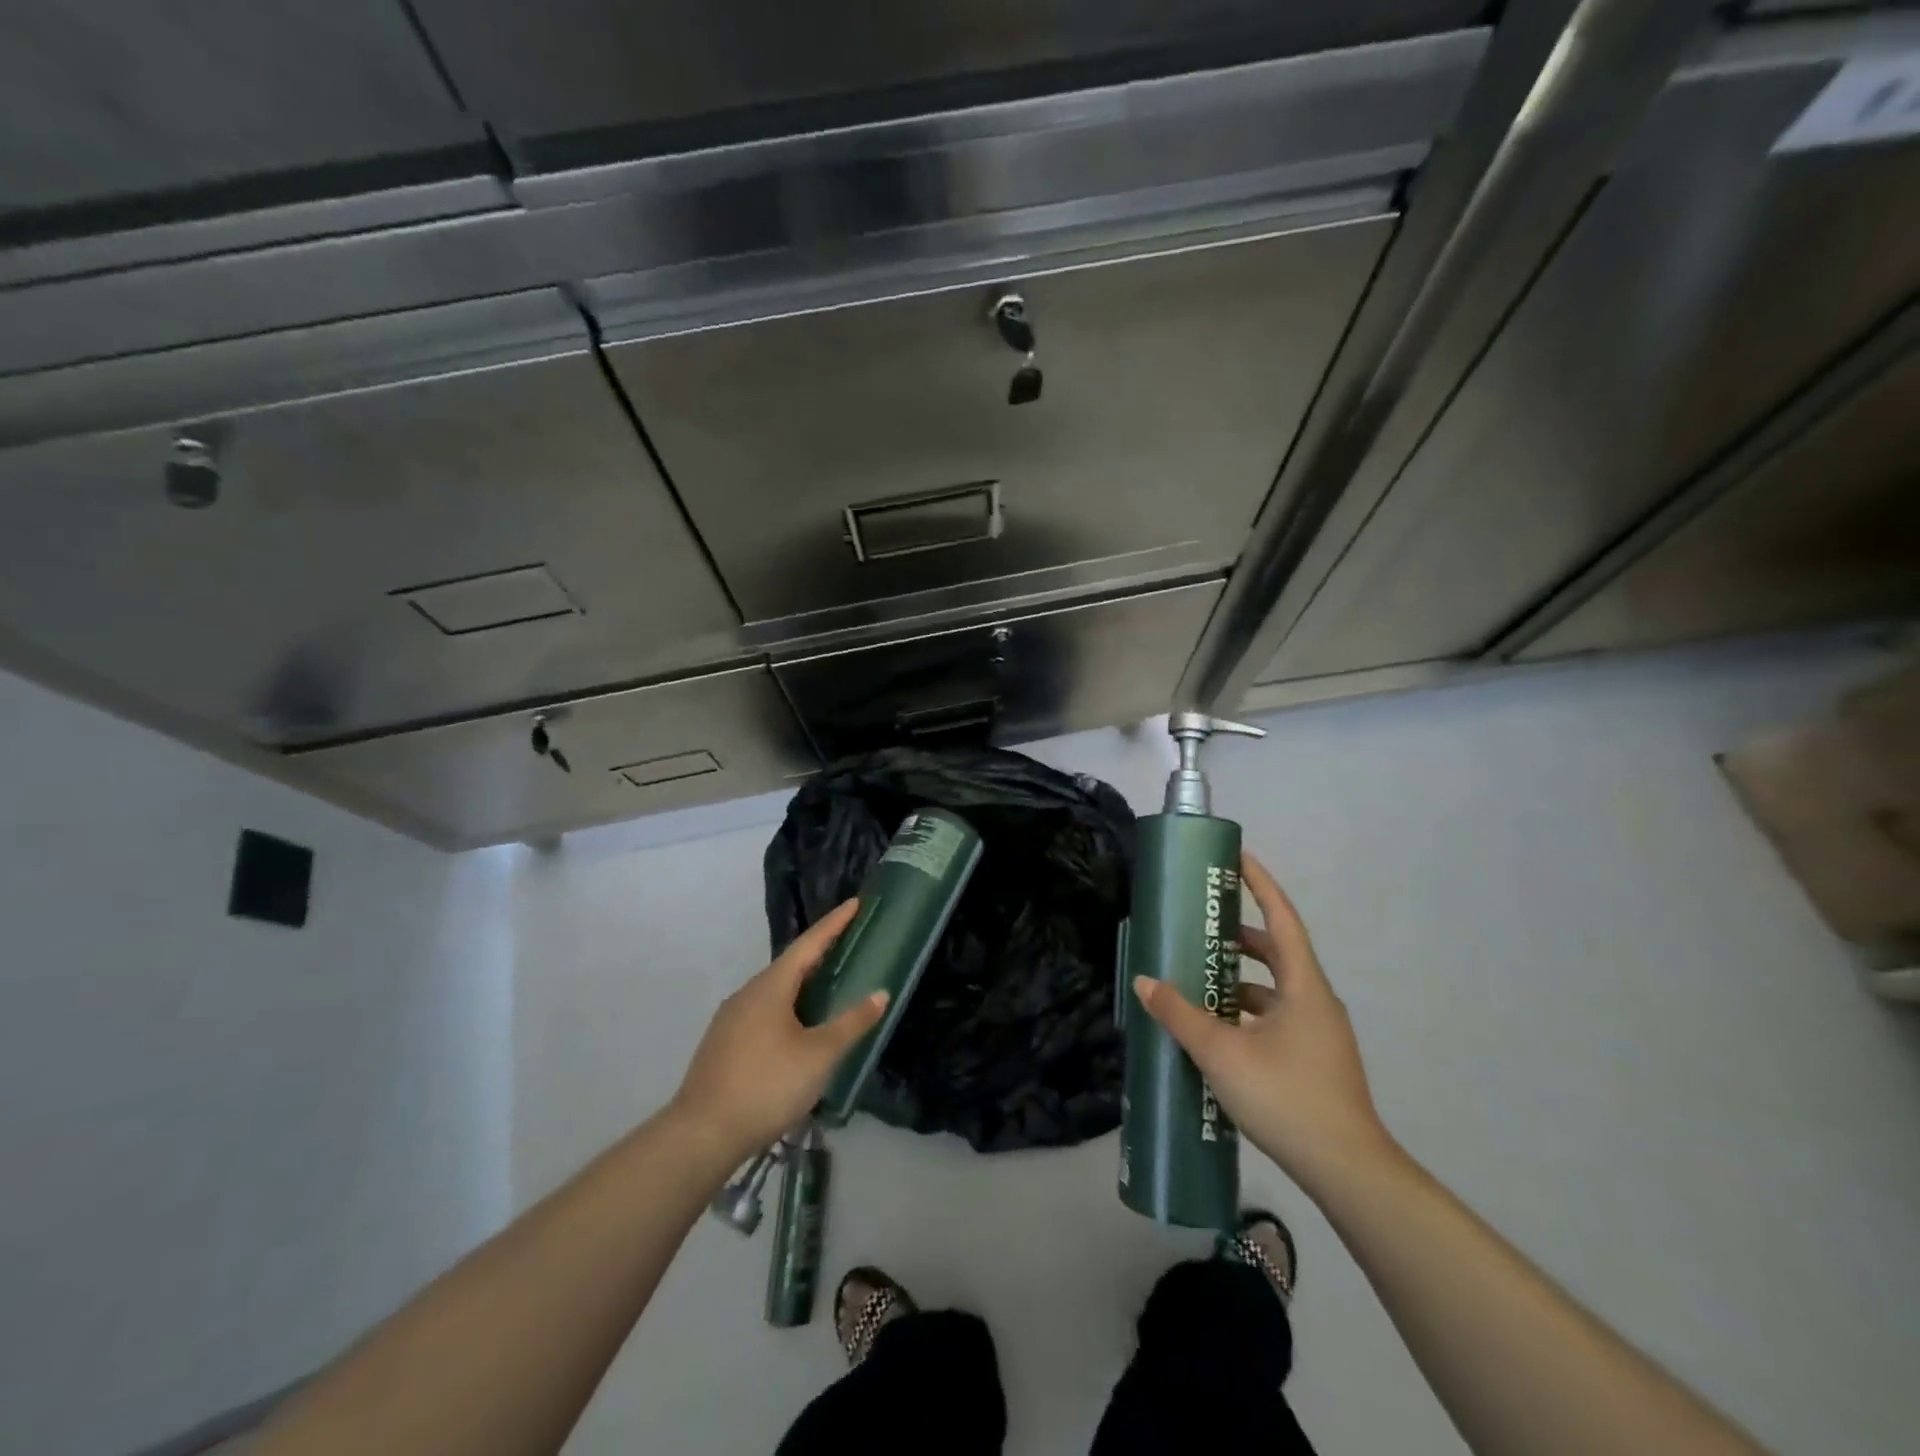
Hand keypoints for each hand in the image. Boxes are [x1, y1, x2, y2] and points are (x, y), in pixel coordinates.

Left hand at [670, 900, 886, 1161]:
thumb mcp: (819, 1056)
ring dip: (802, 982)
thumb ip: (851, 1023)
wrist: (701, 1134)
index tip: (855, 903)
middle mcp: (748, 993)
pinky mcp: (723, 1043)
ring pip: (774, 990)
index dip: (834, 923)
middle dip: (820, 952)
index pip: (810, 944)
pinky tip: (797, 1027)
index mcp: (772, 987)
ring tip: (828, 986)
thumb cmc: (767, 1085)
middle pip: (790, 964)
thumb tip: (880, 993)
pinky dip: (787, 1006)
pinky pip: (762, 1010)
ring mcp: (731, 1018)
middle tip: (848, 944)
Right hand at [1133, 852, 1392, 1193]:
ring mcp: (1320, 1033)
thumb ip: (1180, 1015)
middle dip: (1241, 936)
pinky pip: (1278, 1018)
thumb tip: (1145, 981)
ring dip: (1241, 980)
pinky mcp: (1317, 1060)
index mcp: (1303, 986)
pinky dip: (1248, 1012)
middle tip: (1203, 927)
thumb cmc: (1287, 1097)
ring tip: (1200, 980)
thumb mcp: (1222, 1052)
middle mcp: (1316, 1001)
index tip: (1238, 858)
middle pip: (1279, 952)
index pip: (1282, 919)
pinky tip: (1219, 1031)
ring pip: (1277, 990)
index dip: (1261, 885)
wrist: (1349, 1171)